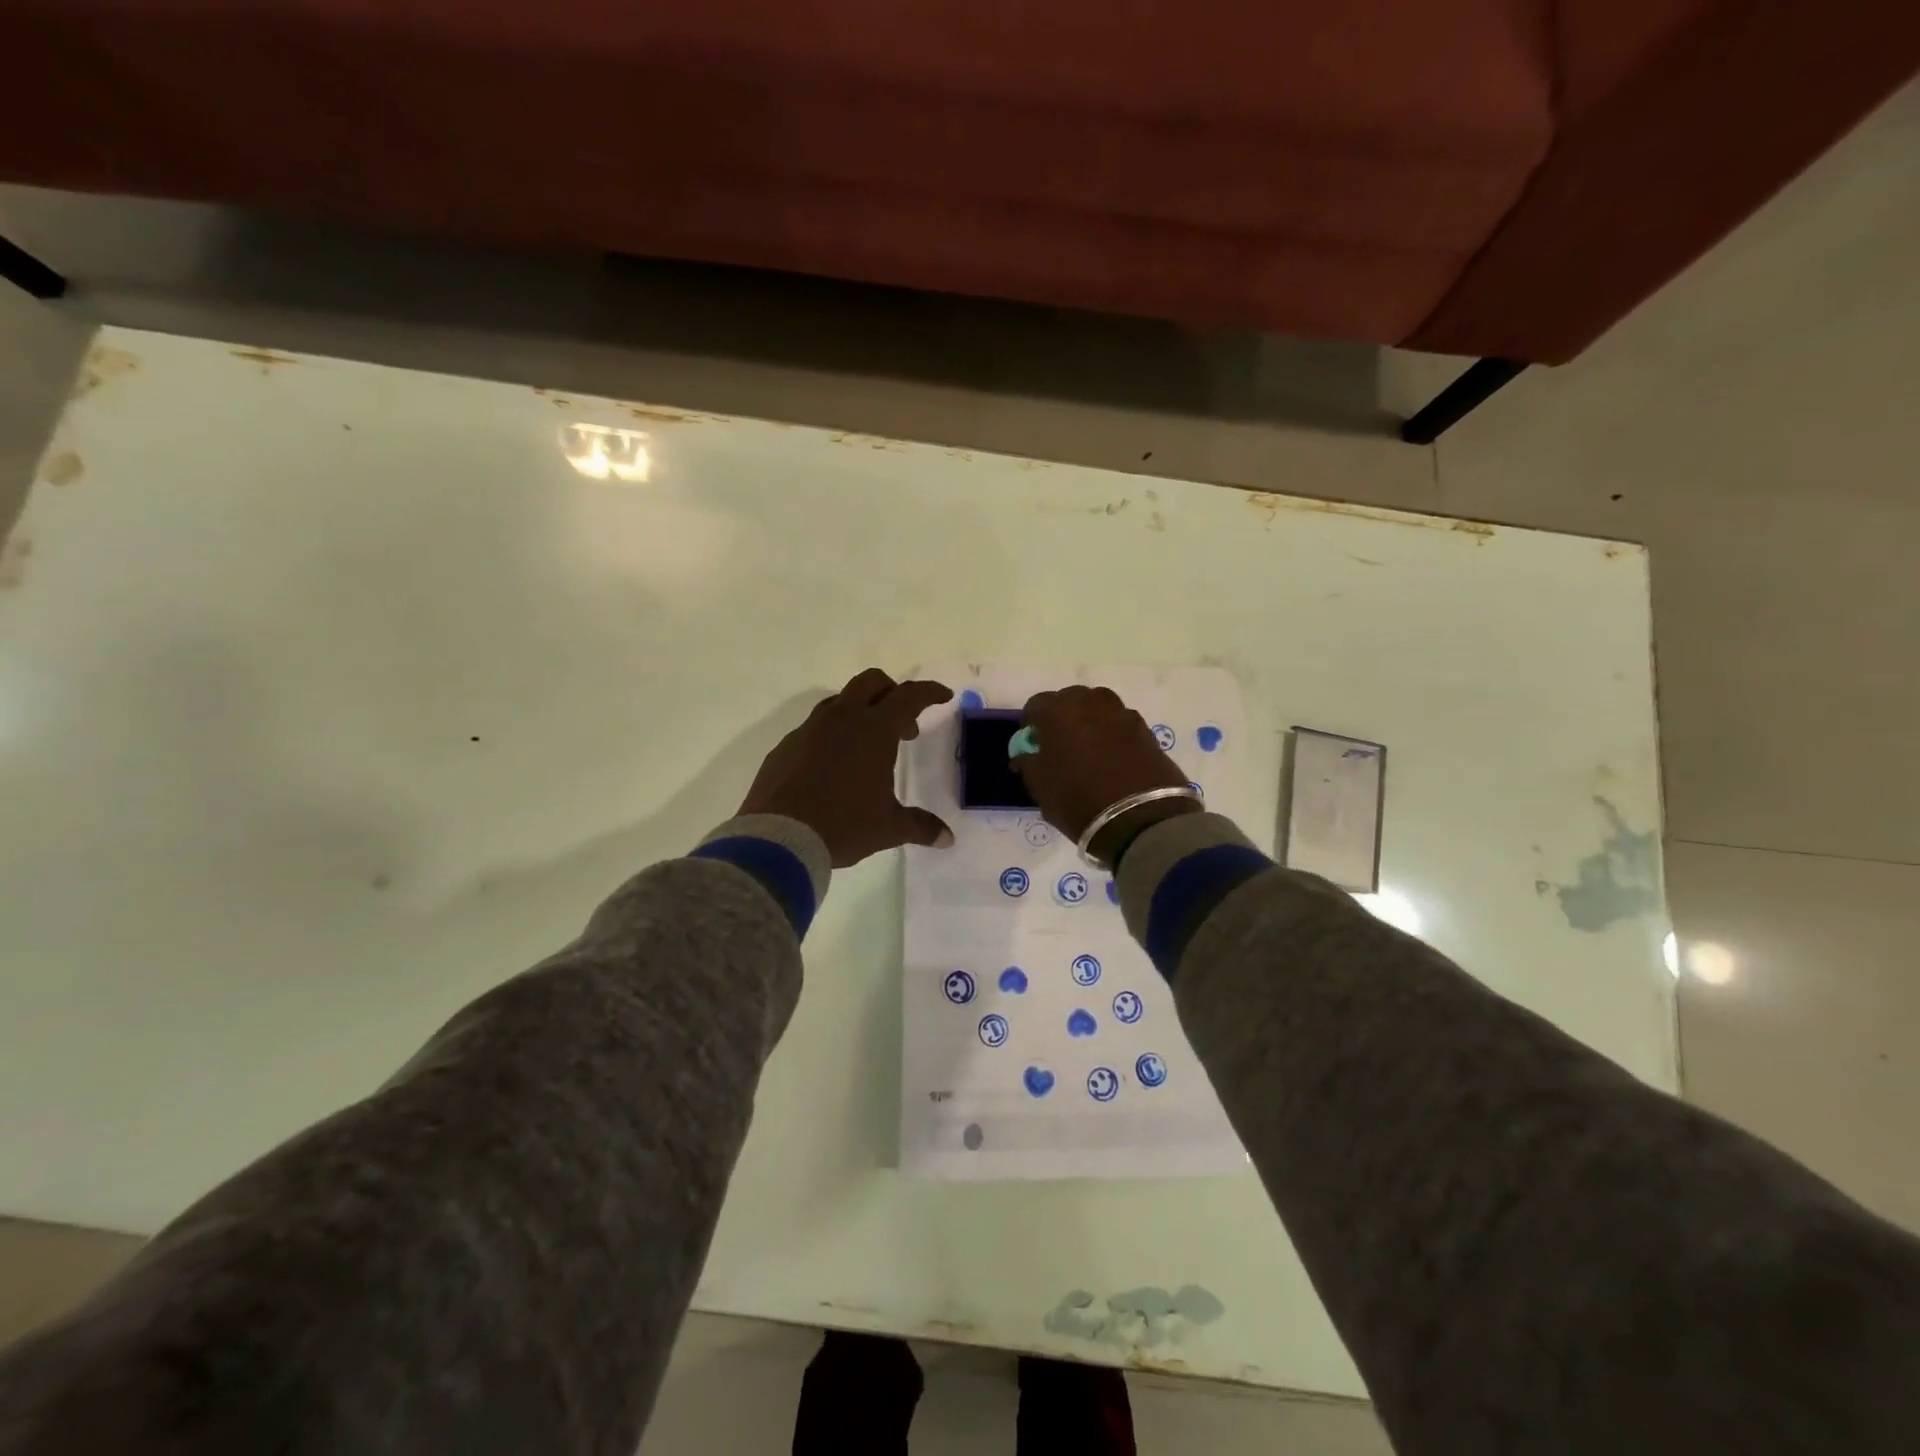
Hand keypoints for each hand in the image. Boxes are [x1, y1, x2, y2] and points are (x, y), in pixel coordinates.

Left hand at [739, 669, 954, 867]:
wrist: (777, 838)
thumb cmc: (843, 825)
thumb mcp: (888, 828)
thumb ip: (920, 826)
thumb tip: (947, 839)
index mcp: (874, 730)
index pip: (908, 697)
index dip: (929, 692)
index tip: (943, 696)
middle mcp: (842, 719)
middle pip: (871, 682)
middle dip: (892, 691)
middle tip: (903, 723)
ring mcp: (809, 730)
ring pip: (839, 701)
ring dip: (860, 711)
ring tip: (868, 746)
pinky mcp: (786, 746)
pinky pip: (814, 728)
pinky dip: (832, 735)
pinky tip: (833, 766)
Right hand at [1014, 686, 1200, 864]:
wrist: (1140, 818)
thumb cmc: (1078, 801)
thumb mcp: (1040, 788)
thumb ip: (1029, 763)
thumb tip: (1027, 754)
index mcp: (1057, 712)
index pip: (1036, 705)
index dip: (1031, 723)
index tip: (1032, 742)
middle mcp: (1089, 703)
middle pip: (1070, 699)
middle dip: (1062, 717)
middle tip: (1060, 743)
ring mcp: (1121, 713)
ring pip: (1099, 706)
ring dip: (1090, 720)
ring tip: (1089, 747)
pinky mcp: (1146, 729)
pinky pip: (1121, 723)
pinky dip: (1113, 733)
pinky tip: (1113, 757)